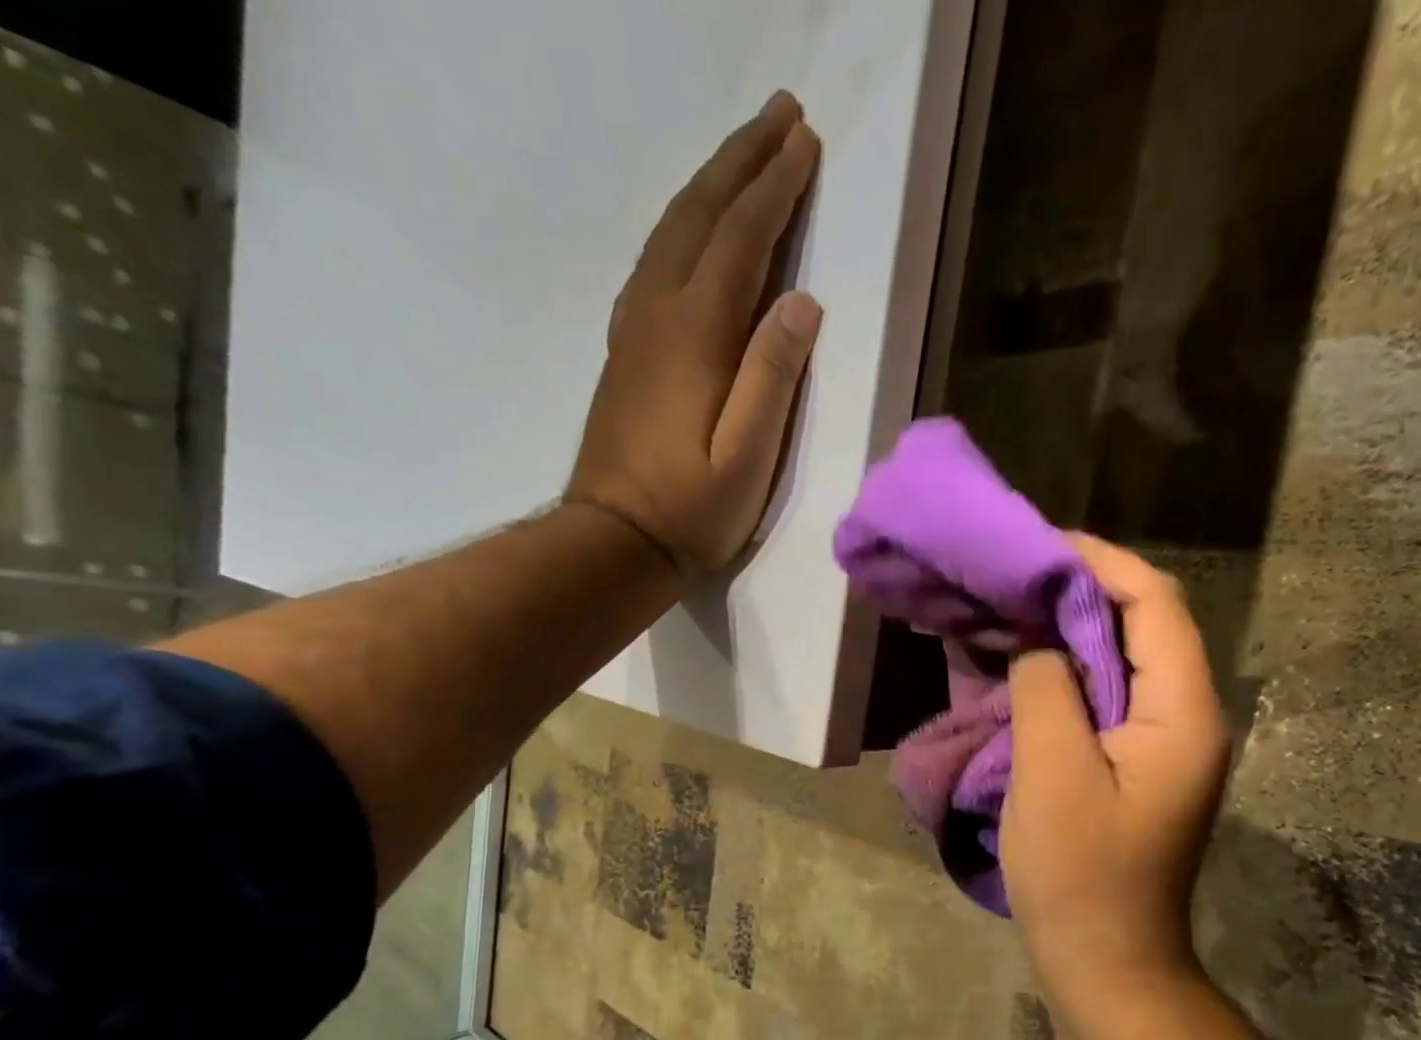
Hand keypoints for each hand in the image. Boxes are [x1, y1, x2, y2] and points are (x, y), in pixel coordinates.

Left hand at [568, 92, 822, 577]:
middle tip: (779, 115)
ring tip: (745, 155)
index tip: (806, 141)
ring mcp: (635, 331)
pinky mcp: (627, 353)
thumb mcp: (747, 457)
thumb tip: (801, 303)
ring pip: (672, 233)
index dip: (775, 189)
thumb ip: (772, 377)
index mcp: (696, 335)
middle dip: (742, 162)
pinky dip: (682, 228)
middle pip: (700, 217)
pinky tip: (694, 231)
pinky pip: (656, 265)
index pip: (741, 241)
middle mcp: (659, 314)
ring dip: (710, 186)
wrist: (614, 543)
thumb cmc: (690, 511)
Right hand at [1003, 536, 1231, 977]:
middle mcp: (1185, 716)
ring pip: (1121, 659)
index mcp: (1182, 712)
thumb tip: (1040, 643)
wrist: (1105, 962)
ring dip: (1068, 630)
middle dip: (1081, 591)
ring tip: (1012, 608)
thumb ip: (1047, 690)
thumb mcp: (1053, 774)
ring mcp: (1163, 742)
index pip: (1154, 605)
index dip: (1100, 563)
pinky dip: (1064, 671)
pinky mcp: (1135, 763)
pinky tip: (1022, 665)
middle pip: (1142, 625)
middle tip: (1016, 575)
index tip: (1037, 546)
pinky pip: (1105, 696)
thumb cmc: (1080, 875)